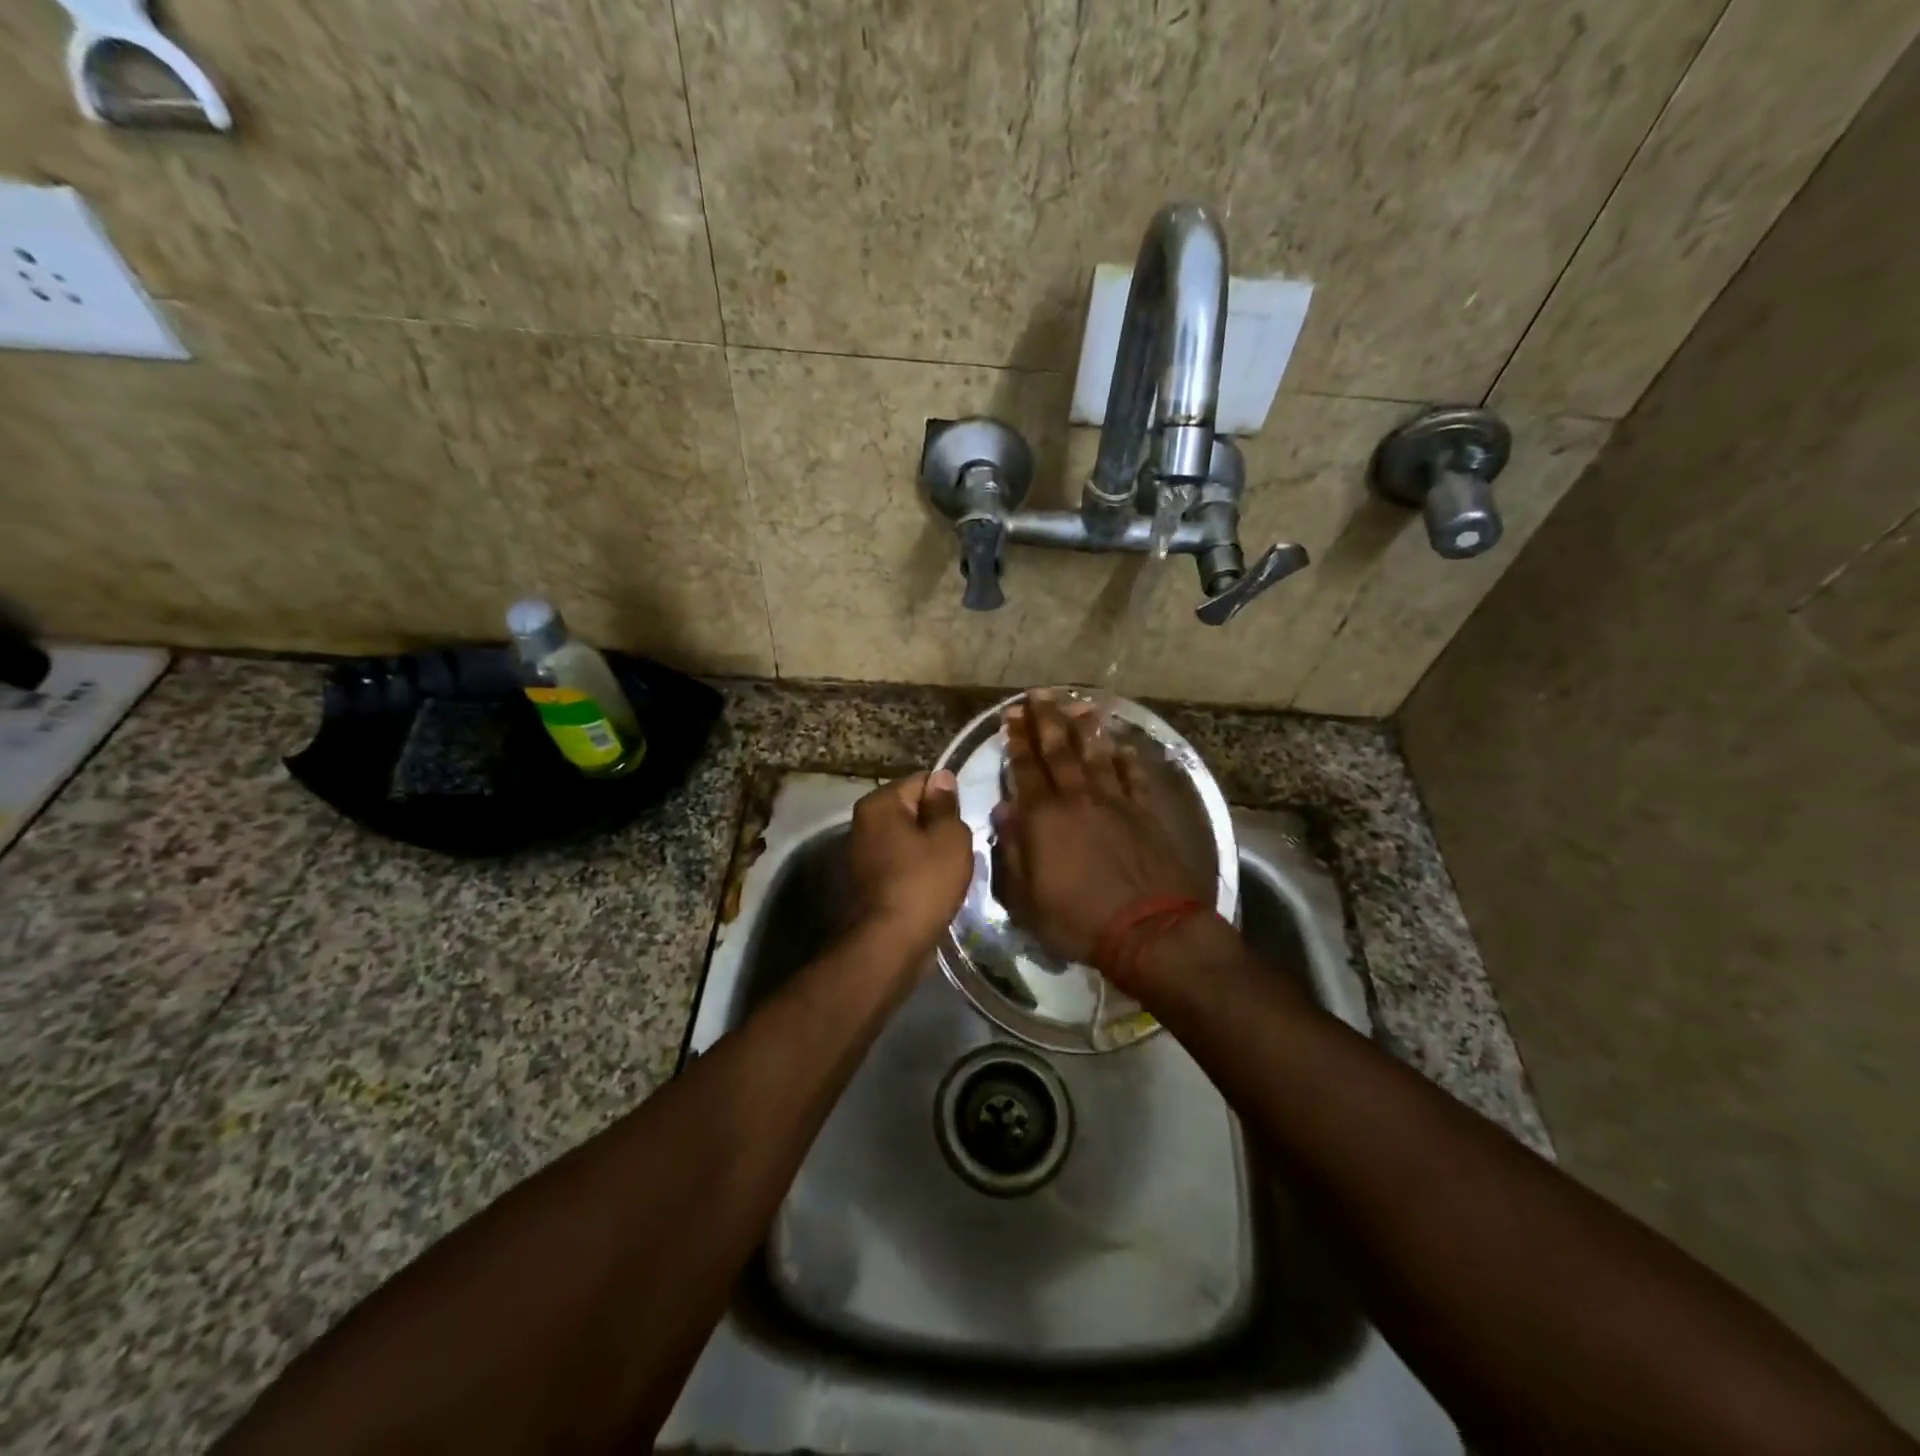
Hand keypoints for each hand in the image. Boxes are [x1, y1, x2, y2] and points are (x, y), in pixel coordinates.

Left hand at [846, 771, 973, 954]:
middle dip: (939, 825)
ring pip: (909, 839)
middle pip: (914, 810)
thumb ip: (946, 804)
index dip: (949, 798)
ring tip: (952, 869)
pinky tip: (935, 887)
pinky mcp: (868, 882)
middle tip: (963, 846)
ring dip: (930, 850)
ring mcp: (862, 853)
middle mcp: (864, 822)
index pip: (923, 781)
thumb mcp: (949, 837)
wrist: (890, 945)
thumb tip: (942, 778)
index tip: (966, 820)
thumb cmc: (923, 883)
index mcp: (879, 803)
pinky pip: (902, 864)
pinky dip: (918, 871)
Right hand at [991, 692, 1210, 975]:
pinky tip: (1122, 745)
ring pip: (1096, 756)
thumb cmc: (1077, 919)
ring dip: (1085, 729)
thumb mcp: (1025, 898)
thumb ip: (1011, 851)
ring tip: (1078, 705)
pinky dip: (1126, 759)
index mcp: (1044, 818)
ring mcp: (1115, 803)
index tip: (1011, 716)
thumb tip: (1003, 811)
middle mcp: (1078, 799)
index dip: (1016, 741)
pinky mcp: (1145, 813)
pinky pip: (1133, 777)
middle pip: (1059, 751)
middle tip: (1038, 694)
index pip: (1025, 770)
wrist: (1148, 929)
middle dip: (1045, 721)